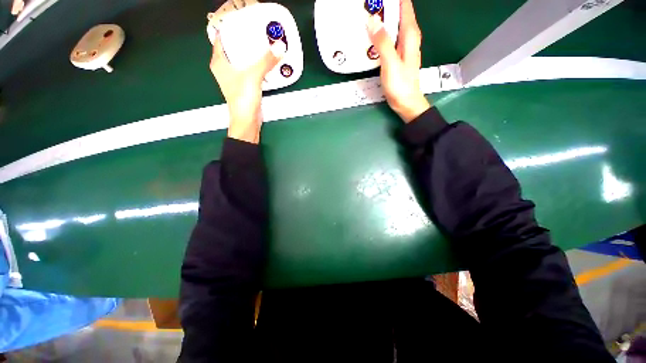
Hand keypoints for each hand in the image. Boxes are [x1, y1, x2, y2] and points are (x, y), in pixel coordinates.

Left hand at [210, 31, 285, 143]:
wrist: (247, 121)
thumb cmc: (243, 98)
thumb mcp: (253, 75)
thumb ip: (266, 61)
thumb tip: (279, 46)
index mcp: (219, 61)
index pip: (222, 37)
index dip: (232, 28)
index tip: (246, 23)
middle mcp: (225, 68)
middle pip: (234, 47)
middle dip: (246, 39)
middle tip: (259, 32)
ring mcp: (235, 78)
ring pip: (243, 60)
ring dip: (253, 53)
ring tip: (264, 45)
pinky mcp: (245, 86)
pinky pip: (250, 70)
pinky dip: (257, 65)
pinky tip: (266, 63)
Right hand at [366, 0, 429, 122]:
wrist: (406, 102)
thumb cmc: (401, 85)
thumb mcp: (390, 63)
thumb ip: (383, 42)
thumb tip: (372, 20)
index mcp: (410, 34)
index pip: (404, 5)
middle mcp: (408, 36)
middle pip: (397, 13)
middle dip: (384, 7)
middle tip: (368, 7)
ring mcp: (402, 46)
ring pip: (393, 25)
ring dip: (381, 20)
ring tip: (366, 17)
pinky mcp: (397, 55)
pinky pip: (389, 38)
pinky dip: (380, 34)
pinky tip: (370, 37)